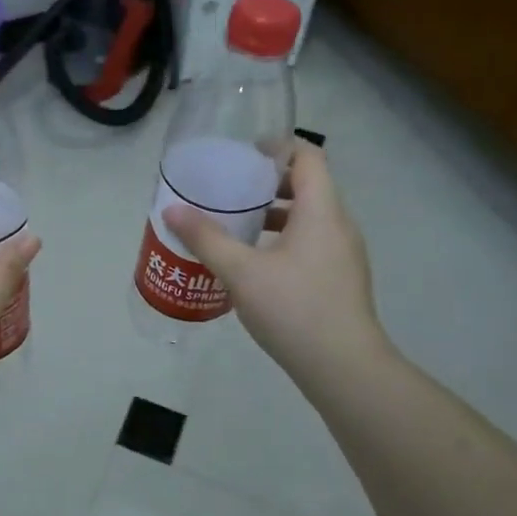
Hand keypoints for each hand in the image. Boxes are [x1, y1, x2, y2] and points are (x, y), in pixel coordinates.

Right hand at [165, 144, 390, 396]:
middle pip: (308, 185)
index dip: (278, 146)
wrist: (344, 368)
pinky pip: (312, 242)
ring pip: (310, 217)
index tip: (243, 154)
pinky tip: (255, 263)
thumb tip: (172, 210)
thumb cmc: (294, 309)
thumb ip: (206, 238)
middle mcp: (339, 224)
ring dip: (276, 213)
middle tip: (231, 188)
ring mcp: (344, 254)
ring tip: (237, 224)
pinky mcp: (341, 279)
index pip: (308, 156)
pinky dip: (285, 238)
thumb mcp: (240, 271)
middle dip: (269, 181)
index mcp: (321, 210)